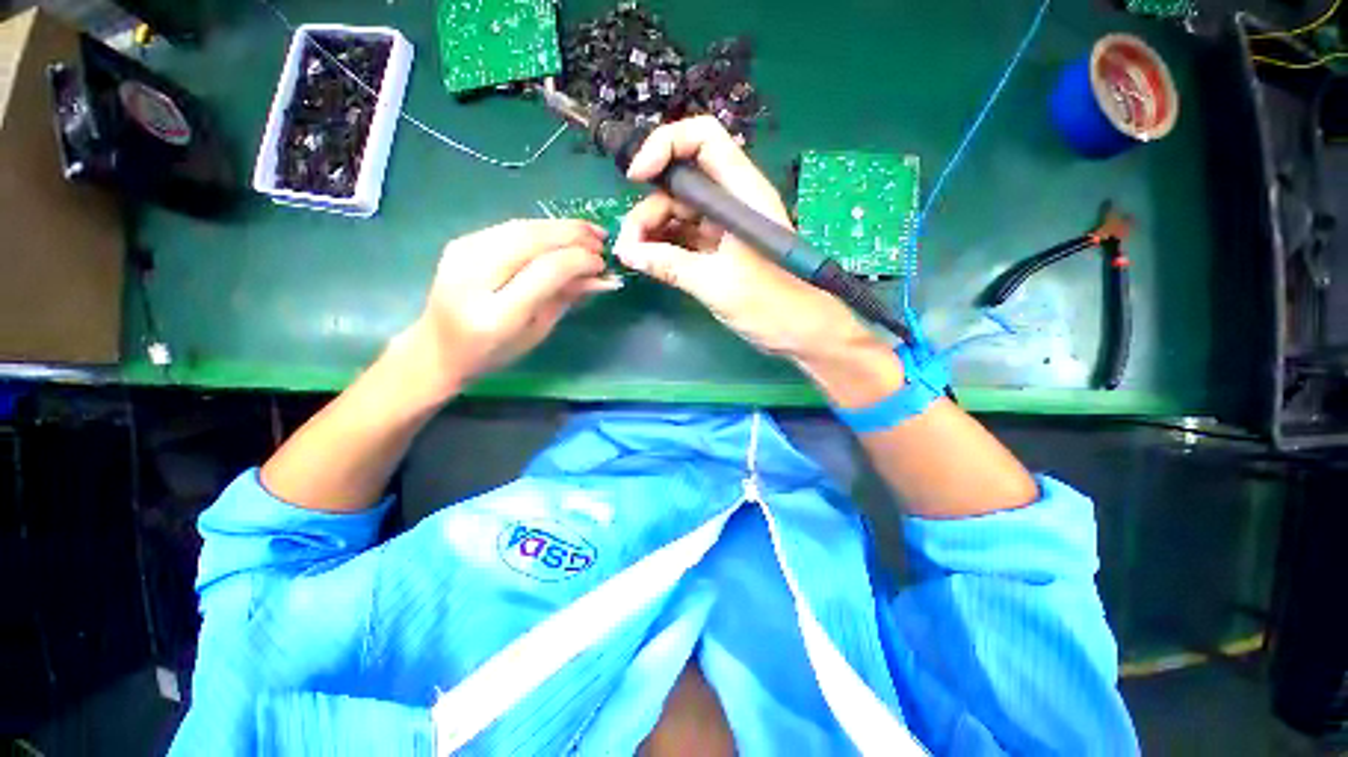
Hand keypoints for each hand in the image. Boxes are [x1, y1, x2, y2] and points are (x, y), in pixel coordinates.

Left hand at [405, 219, 617, 395]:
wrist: (439, 346)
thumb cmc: (496, 351)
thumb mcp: (538, 331)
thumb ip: (567, 298)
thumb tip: (602, 278)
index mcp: (497, 314)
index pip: (546, 270)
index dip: (579, 261)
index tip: (601, 264)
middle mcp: (474, 277)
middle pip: (531, 240)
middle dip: (573, 235)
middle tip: (601, 240)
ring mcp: (462, 254)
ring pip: (521, 226)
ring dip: (560, 226)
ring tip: (589, 232)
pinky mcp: (461, 242)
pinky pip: (510, 227)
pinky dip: (541, 227)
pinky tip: (560, 233)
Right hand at [614, 117, 902, 405]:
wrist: (802, 333)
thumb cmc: (771, 305)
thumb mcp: (716, 284)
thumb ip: (670, 265)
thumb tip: (627, 253)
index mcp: (742, 194)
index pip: (703, 140)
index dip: (665, 145)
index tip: (636, 178)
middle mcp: (732, 203)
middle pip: (680, 184)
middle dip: (649, 208)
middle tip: (629, 246)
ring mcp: (724, 228)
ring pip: (678, 214)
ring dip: (651, 232)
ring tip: (634, 259)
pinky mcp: (719, 251)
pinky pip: (684, 239)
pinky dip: (664, 248)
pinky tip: (648, 263)